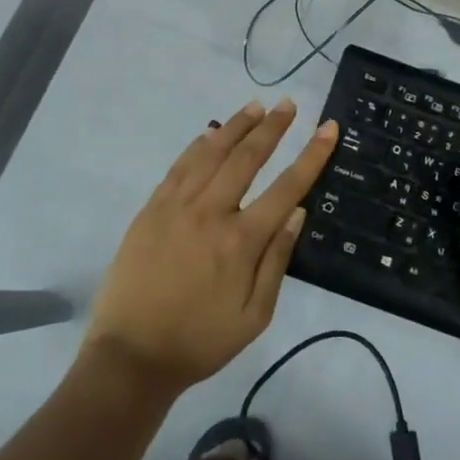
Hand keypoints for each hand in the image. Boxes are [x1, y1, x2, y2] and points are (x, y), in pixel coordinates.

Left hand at [85, 98, 338, 396]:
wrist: (131, 355)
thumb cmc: (200, 341)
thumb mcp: (254, 316)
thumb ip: (277, 261)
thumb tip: (297, 212)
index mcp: (241, 241)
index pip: (286, 186)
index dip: (311, 155)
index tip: (328, 128)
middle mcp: (210, 213)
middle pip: (247, 158)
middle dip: (272, 127)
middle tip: (289, 104)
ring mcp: (176, 207)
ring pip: (211, 153)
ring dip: (235, 126)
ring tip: (255, 106)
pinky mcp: (151, 210)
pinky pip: (179, 167)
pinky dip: (197, 145)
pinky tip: (209, 133)